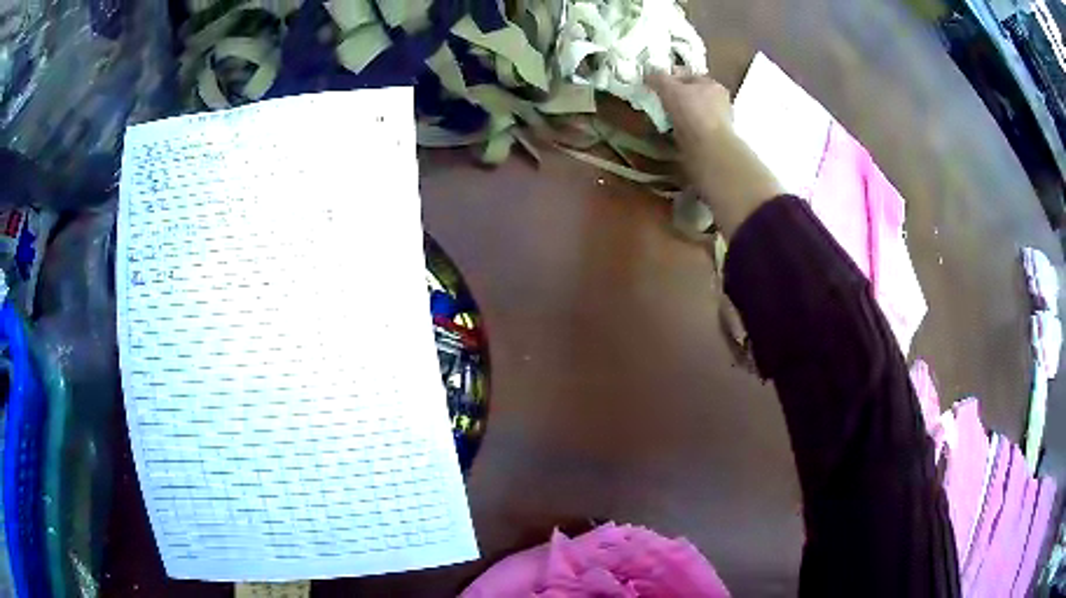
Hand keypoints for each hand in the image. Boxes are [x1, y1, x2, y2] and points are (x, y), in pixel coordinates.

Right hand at [645, 71, 734, 156]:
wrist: (707, 147)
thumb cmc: (692, 112)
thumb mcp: (671, 89)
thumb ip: (659, 78)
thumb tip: (648, 72)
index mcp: (713, 85)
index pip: (689, 76)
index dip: (671, 77)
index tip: (656, 83)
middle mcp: (719, 101)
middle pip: (692, 94)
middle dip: (676, 96)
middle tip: (658, 99)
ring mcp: (717, 121)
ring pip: (693, 111)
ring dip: (679, 113)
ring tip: (662, 116)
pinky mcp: (712, 138)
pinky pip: (693, 127)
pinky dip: (683, 127)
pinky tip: (672, 130)